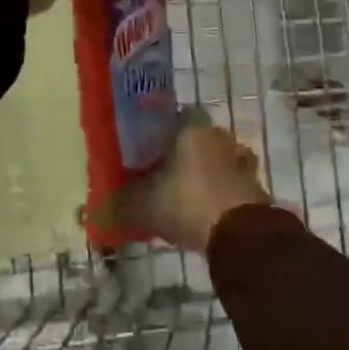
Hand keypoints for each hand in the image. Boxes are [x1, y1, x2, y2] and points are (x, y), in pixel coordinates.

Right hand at [98, 122, 273, 253]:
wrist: (240, 234)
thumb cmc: (186, 202)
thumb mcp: (143, 205)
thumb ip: (119, 205)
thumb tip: (92, 214)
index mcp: (193, 129)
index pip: (180, 115)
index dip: (165, 130)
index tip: (151, 149)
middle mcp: (220, 137)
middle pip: (202, 138)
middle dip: (187, 154)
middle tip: (166, 175)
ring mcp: (243, 163)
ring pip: (221, 161)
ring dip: (208, 174)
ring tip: (187, 196)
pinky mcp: (256, 189)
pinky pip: (234, 185)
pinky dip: (222, 195)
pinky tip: (207, 214)